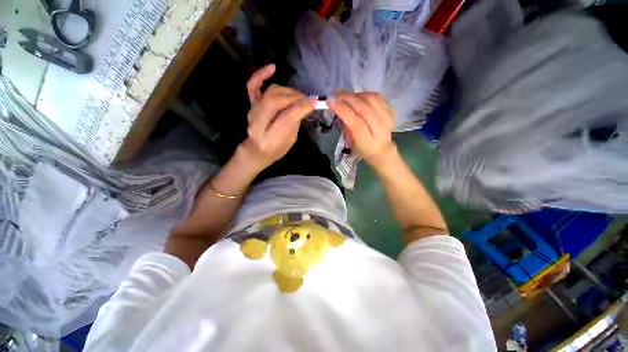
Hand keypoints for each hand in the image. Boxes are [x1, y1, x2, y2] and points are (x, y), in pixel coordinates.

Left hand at [240, 64, 316, 171]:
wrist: (256, 151)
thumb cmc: (276, 149)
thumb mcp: (290, 141)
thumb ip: (295, 123)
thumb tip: (303, 105)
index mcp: (270, 139)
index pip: (287, 118)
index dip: (301, 108)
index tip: (315, 101)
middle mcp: (258, 124)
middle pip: (276, 102)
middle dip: (294, 98)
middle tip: (306, 99)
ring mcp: (252, 113)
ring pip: (270, 93)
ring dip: (287, 91)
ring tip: (298, 95)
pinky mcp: (251, 105)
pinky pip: (253, 87)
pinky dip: (261, 75)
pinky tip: (273, 68)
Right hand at [328, 92, 395, 166]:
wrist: (381, 150)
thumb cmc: (361, 148)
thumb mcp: (349, 142)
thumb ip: (345, 126)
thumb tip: (338, 107)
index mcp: (367, 141)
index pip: (355, 123)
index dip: (342, 110)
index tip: (330, 101)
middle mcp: (379, 130)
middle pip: (364, 109)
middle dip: (348, 98)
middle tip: (336, 94)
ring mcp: (388, 119)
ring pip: (372, 100)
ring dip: (356, 95)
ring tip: (346, 96)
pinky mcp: (392, 112)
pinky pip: (378, 97)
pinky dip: (365, 94)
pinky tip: (358, 97)